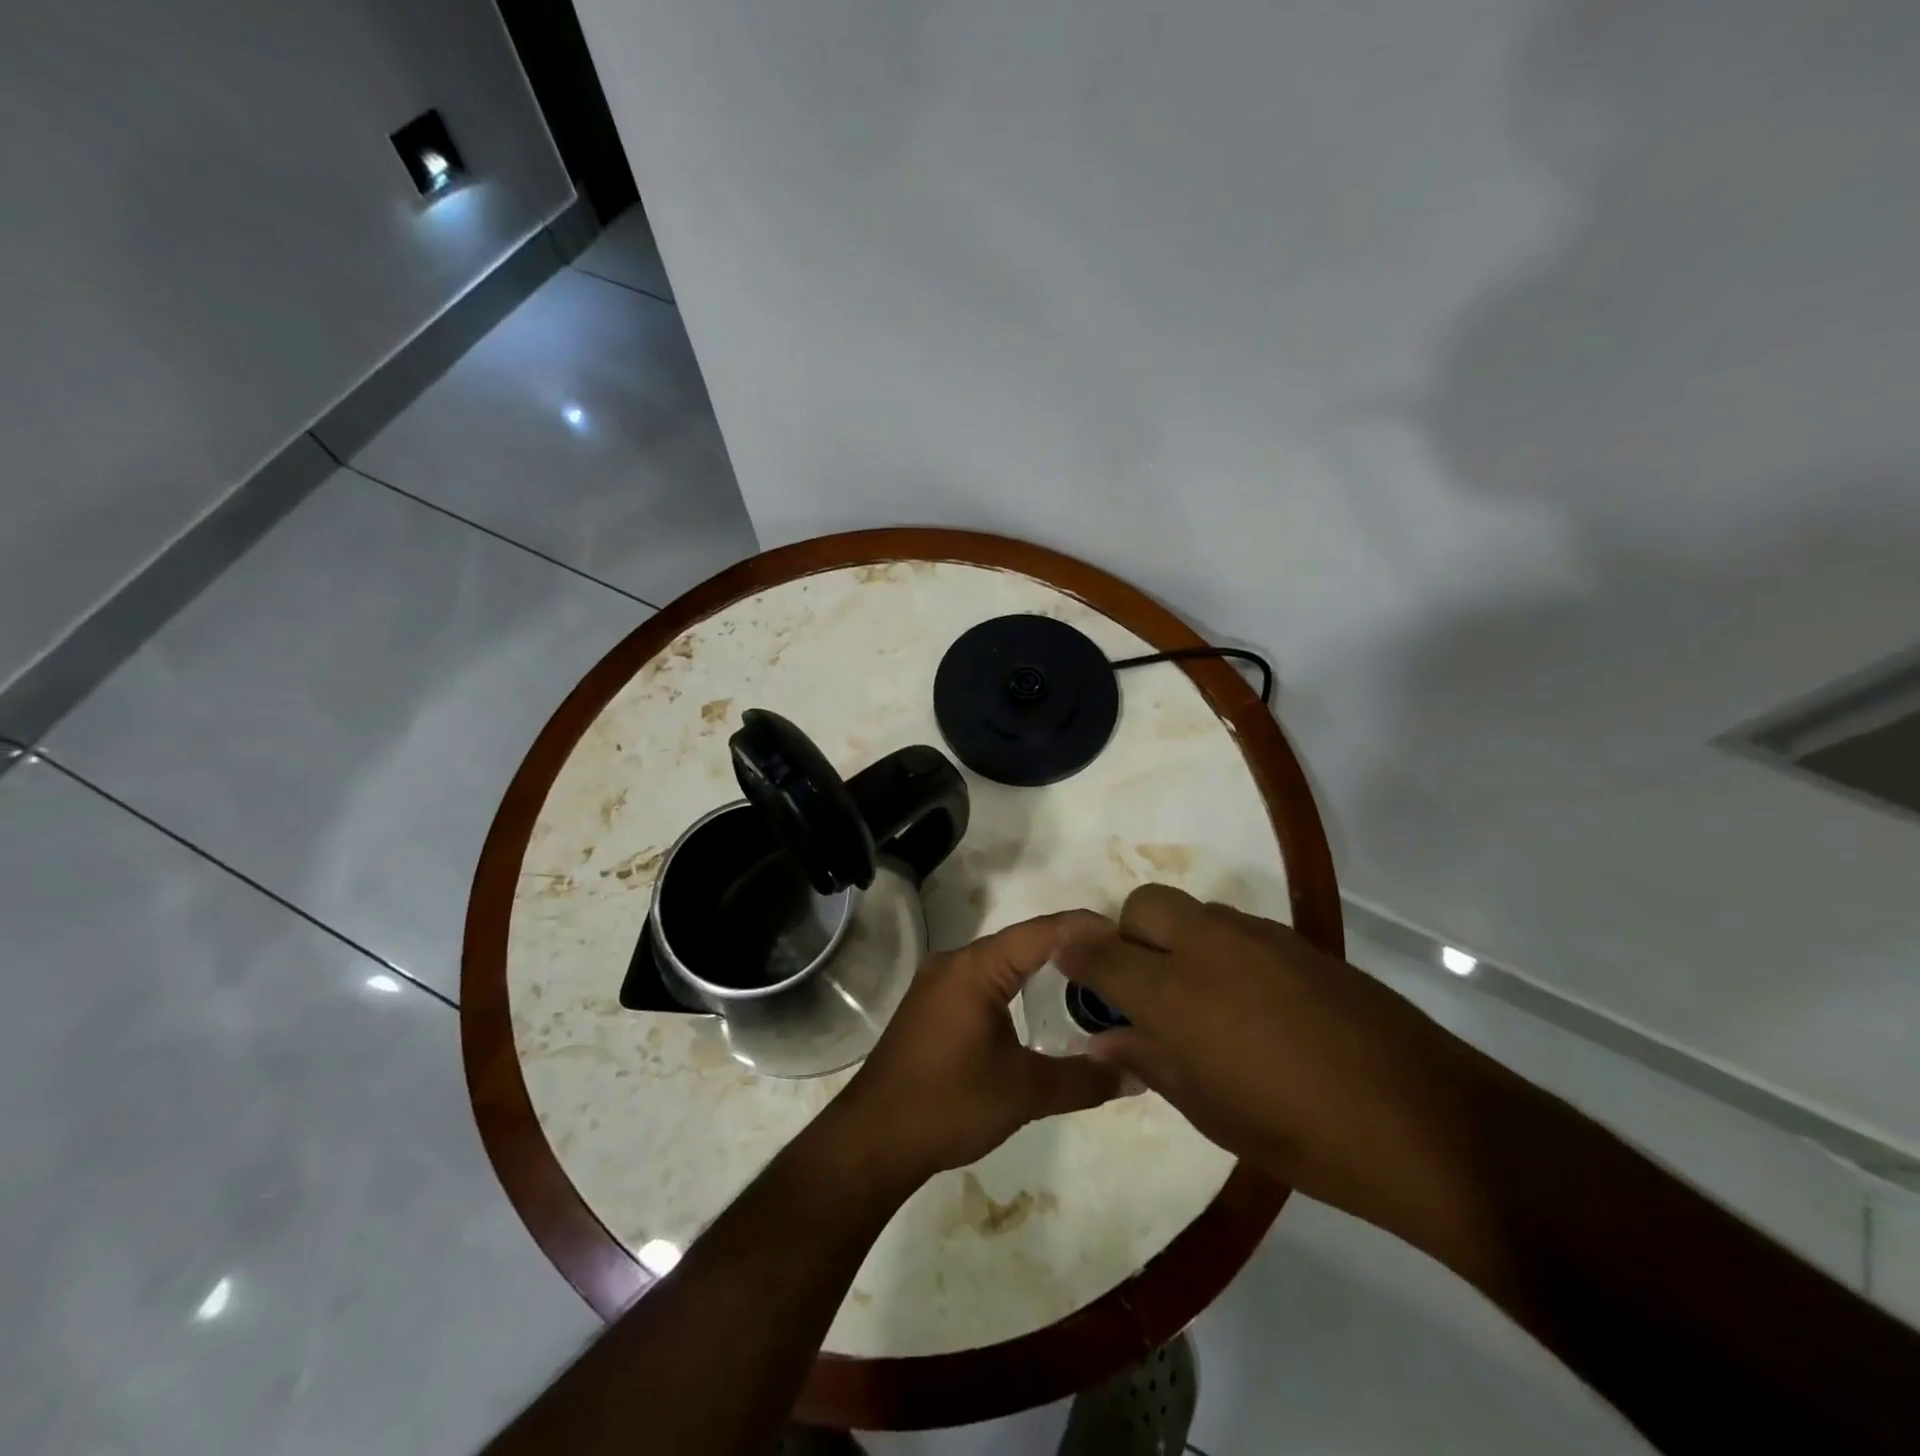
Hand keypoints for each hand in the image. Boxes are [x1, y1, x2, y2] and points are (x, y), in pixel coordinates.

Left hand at [832, 912, 1126, 1187]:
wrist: (872, 1140)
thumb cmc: (948, 1105)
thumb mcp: (1024, 1093)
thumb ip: (1084, 1080)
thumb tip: (1139, 1075)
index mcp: (976, 967)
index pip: (1043, 932)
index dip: (1087, 929)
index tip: (1129, 936)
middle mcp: (955, 962)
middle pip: (1023, 942)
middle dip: (1070, 949)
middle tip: (1118, 964)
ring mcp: (939, 983)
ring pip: (1002, 962)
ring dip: (1042, 969)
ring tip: (1090, 983)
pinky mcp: (932, 1006)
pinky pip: (985, 981)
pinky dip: (1018, 986)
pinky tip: (1041, 1007)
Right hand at [1054, 885, 1489, 1227]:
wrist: (1426, 1122)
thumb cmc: (1301, 1135)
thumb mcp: (1210, 1113)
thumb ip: (1149, 1062)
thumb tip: (1103, 1039)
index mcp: (1175, 992)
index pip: (1099, 950)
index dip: (1074, 952)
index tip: (1067, 966)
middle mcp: (1209, 946)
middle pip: (1145, 904)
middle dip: (1129, 933)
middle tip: (1143, 986)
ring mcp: (1259, 937)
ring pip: (1194, 911)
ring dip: (1177, 940)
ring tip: (1201, 998)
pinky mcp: (1301, 942)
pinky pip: (1238, 928)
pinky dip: (1222, 949)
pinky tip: (1253, 1002)